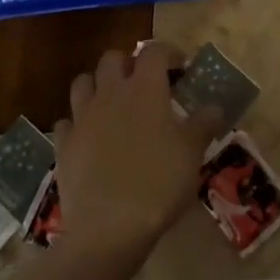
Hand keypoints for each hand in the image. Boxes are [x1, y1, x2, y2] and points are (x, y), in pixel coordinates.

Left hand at [52, 44, 222, 262]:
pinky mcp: (64, 145)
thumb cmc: (159, 182)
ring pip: (83, 82)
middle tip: (145, 83)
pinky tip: (89, 137)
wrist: (109, 228)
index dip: (169, 52)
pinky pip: (66, 122)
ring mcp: (82, 118)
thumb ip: (204, 123)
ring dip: (97, 86)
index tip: (182, 66)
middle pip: (113, 58)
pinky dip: (77, 123)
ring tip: (113, 104)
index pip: (154, 51)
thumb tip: (215, 107)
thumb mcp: (192, 153)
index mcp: (145, 88)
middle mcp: (110, 93)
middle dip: (128, 63)